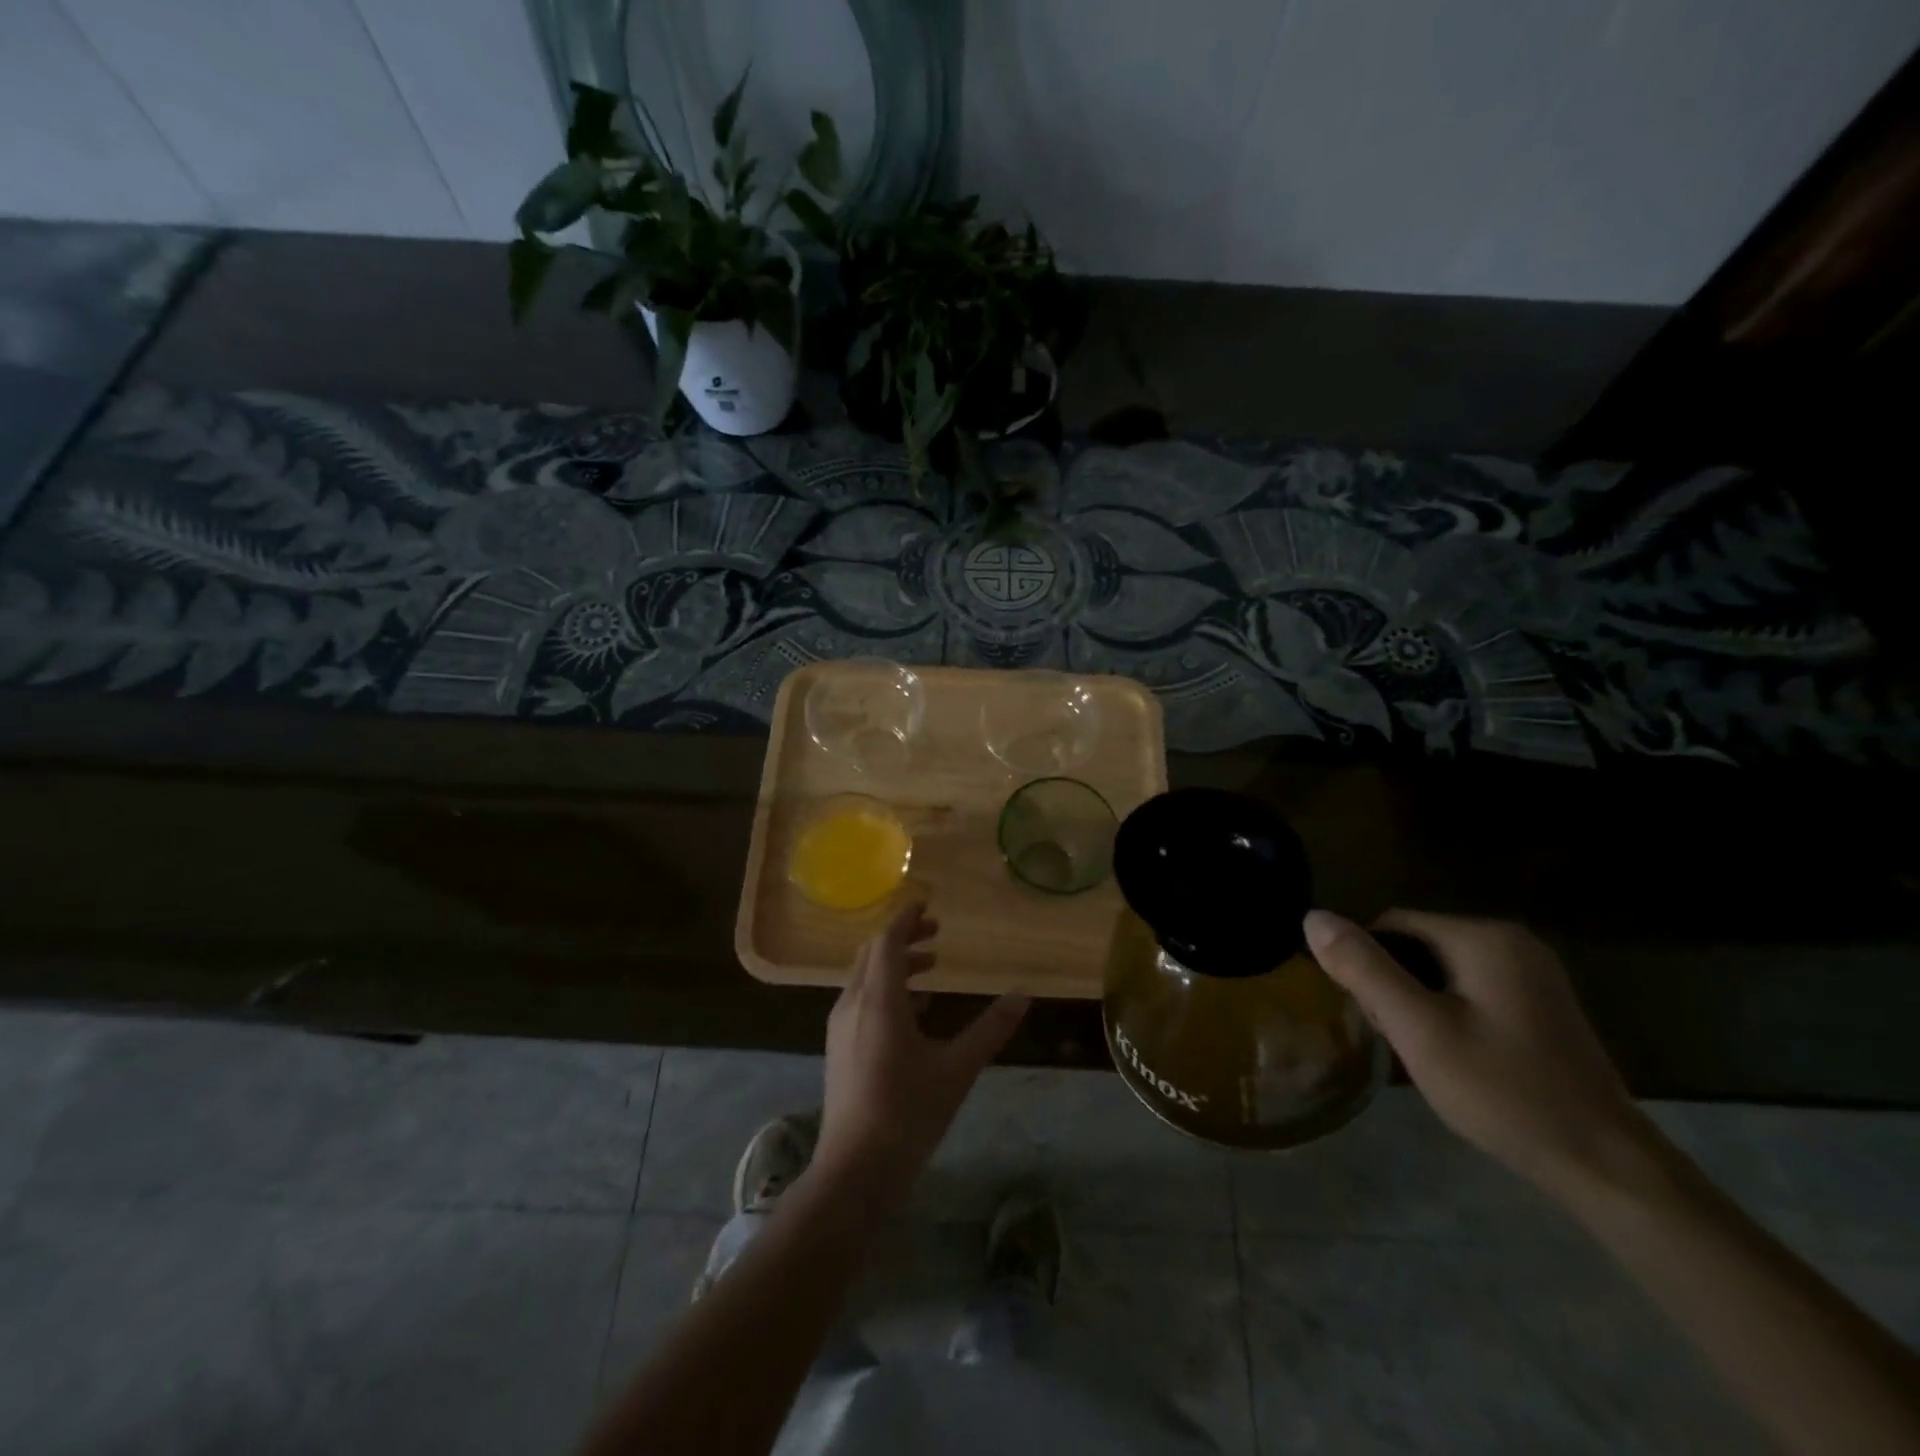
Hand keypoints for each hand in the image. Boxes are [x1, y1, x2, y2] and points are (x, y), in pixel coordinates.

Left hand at [813, 902, 1029, 1202]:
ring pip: (864, 976)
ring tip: (931, 969)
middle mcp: (852, 1003)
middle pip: (872, 953)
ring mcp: (839, 1026)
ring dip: (894, 964)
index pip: (887, 940)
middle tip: (937, 935)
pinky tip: (912, 1011)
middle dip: (903, 938)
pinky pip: (859, 998)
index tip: (928, 906)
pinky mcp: (837, 1047)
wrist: (855, 1170)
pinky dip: (884, 988)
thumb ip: (990, 1029)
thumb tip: (1024, 997)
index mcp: (879, 1000)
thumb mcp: (957, 1069)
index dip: (906, 918)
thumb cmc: (908, 1113)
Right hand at [1305, 908, 1655, 1199]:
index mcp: (1484, 937)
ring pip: (1440, 969)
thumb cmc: (1504, 1092)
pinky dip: (1448, 1012)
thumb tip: (1312, 916)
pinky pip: (1470, 988)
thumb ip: (1364, 969)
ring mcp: (1532, 973)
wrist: (1606, 1167)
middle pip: (1416, 944)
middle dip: (1394, 985)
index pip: (1391, 924)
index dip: (1367, 964)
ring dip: (1418, 1002)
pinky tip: (1456, 1056)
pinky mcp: (1541, 1004)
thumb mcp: (1419, 1030)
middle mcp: (1512, 941)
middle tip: (1401, 1040)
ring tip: (1426, 1053)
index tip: (1373, 1016)